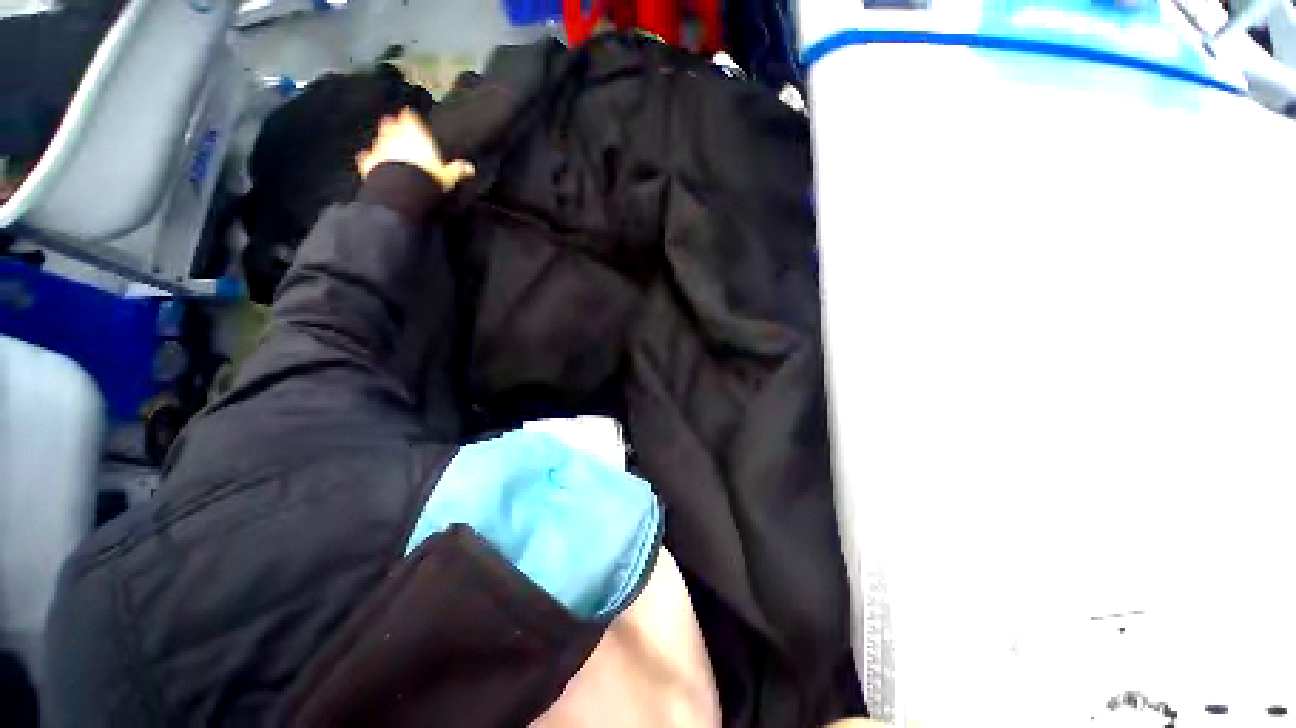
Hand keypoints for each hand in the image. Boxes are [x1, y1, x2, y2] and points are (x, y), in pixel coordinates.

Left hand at [356, 108, 474, 191]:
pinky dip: (369, 157)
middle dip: (393, 126)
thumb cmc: (428, 177)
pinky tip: (370, 160)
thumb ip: (457, 170)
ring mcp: (380, 146)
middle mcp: (395, 134)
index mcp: (415, 133)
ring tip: (387, 147)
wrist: (402, 189)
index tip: (412, 118)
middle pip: (391, 123)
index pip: (410, 117)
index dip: (411, 118)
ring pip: (379, 137)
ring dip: (382, 140)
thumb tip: (471, 167)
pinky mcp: (368, 161)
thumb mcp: (448, 176)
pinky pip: (367, 156)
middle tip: (397, 130)